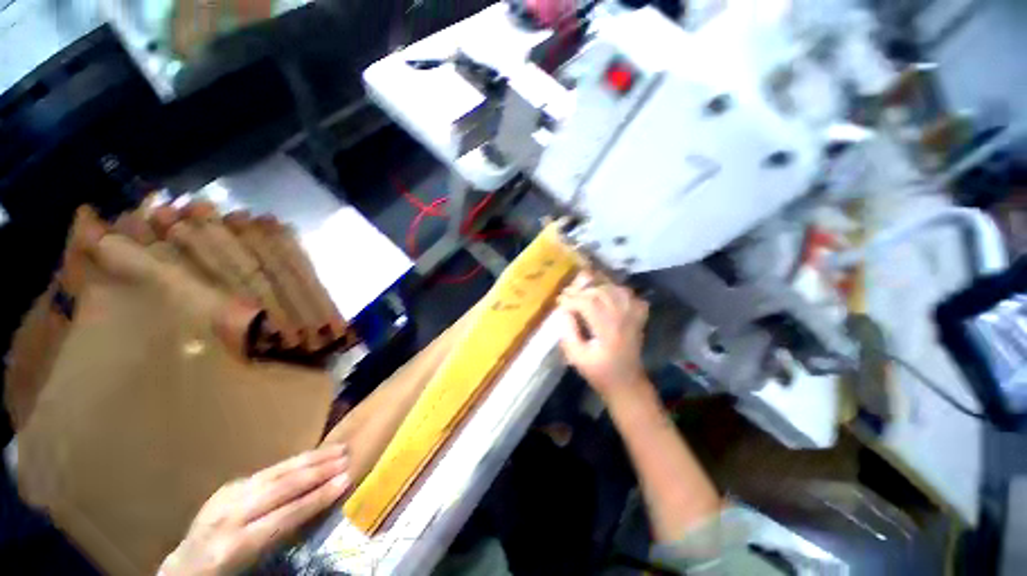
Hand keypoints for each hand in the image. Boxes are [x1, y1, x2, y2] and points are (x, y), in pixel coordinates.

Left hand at [159, 444, 349, 575]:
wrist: (183, 570)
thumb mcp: (249, 570)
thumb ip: (277, 541)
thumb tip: (314, 516)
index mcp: (233, 545)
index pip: (285, 515)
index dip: (318, 497)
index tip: (347, 480)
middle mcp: (228, 516)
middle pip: (279, 487)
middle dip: (316, 471)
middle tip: (346, 456)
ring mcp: (225, 498)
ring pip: (273, 472)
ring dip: (308, 459)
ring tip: (336, 449)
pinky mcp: (226, 488)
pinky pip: (264, 471)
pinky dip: (291, 462)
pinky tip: (308, 457)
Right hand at [557, 272, 648, 397]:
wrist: (627, 383)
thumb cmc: (599, 372)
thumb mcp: (577, 358)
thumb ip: (569, 333)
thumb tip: (564, 312)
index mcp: (608, 330)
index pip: (588, 303)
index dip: (571, 299)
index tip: (559, 301)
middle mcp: (623, 318)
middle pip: (602, 292)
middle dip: (581, 290)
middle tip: (568, 294)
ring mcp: (633, 316)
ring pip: (615, 289)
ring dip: (597, 287)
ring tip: (584, 292)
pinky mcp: (638, 317)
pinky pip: (629, 295)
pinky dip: (616, 290)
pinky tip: (606, 294)